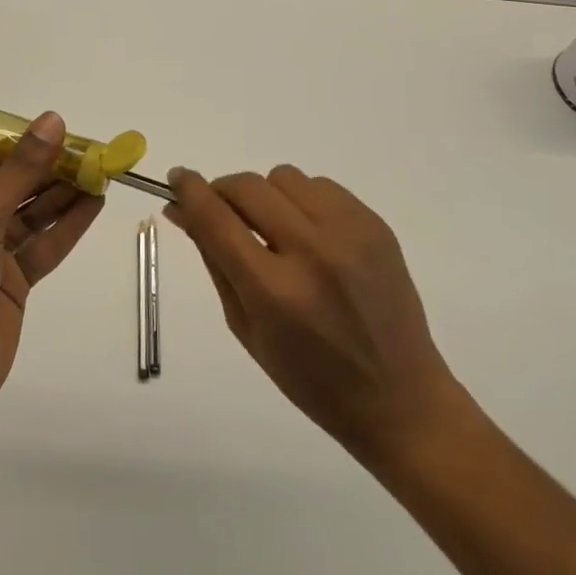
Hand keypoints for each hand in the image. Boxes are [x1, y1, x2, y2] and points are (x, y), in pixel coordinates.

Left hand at [0, 112, 101, 427]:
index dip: (25, 149)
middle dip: (49, 173)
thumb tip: (52, 121)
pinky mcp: (9, 285)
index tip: (64, 133)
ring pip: (29, 218)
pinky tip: (93, 206)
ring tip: (101, 175)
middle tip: (92, 154)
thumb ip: (20, 172)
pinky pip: (40, 248)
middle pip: (11, 190)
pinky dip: (66, 228)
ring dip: (63, 197)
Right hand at [164, 166, 456, 470]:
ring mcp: (350, 234)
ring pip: (284, 177)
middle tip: (221, 210)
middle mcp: (312, 252)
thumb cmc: (311, 378)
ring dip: (266, 196)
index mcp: (274, 291)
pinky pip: (321, 186)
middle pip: (248, 186)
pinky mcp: (375, 225)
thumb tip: (181, 211)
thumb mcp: (246, 328)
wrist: (399, 397)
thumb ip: (214, 261)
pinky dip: (303, 201)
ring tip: (274, 230)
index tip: (176, 178)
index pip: (216, 218)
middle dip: (223, 190)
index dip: (189, 190)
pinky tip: (310, 235)